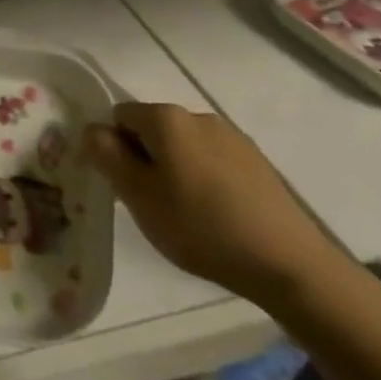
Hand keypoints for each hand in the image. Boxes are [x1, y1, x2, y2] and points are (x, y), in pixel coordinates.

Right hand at [84, 103, 347, 308]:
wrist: (288, 264)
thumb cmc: (199, 226)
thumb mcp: (137, 194)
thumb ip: (106, 154)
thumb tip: (92, 129)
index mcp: (166, 118)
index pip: (119, 116)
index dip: (113, 148)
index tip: (124, 185)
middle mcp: (199, 116)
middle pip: (152, 129)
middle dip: (144, 158)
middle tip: (151, 203)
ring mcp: (233, 138)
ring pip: (184, 147)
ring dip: (175, 170)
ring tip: (185, 213)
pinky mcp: (258, 163)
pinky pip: (213, 161)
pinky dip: (204, 180)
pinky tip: (216, 215)